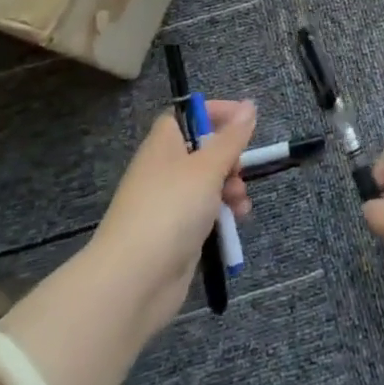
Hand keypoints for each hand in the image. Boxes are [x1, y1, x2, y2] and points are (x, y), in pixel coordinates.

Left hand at [86, 99, 256, 336]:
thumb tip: (249, 104)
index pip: (188, 115)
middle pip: (202, 150)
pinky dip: (222, 214)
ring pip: (207, 184)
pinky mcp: (175, 233)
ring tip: (241, 204)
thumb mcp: (208, 167)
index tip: (245, 120)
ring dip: (230, 188)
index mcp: (164, 143)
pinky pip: (204, 213)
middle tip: (241, 170)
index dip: (215, 113)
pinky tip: (237, 222)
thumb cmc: (171, 208)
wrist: (134, 280)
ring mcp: (168, 203)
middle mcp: (163, 169)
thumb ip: (232, 137)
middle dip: (230, 158)